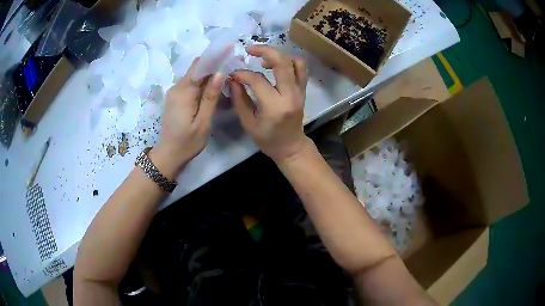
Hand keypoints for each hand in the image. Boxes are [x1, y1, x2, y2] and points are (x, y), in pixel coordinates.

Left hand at [152, 58, 224, 177]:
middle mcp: (177, 88)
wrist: (169, 154)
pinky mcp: (176, 98)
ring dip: (210, 72)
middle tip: (233, 62)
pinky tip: (214, 86)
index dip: (215, 55)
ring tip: (228, 72)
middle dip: (214, 63)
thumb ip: (210, 97)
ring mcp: (175, 92)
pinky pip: (191, 84)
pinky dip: (203, 82)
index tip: (229, 48)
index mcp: (183, 92)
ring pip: (194, 76)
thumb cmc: (188, 142)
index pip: (200, 66)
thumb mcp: (203, 121)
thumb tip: (220, 73)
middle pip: (197, 69)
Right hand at [230, 46, 310, 161]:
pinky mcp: (303, 90)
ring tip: (264, 60)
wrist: (290, 146)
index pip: (257, 80)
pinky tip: (277, 65)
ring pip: (294, 61)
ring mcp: (300, 91)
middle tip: (249, 50)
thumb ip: (239, 99)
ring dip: (278, 55)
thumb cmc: (267, 139)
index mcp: (274, 106)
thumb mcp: (248, 122)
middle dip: (264, 51)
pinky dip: (289, 61)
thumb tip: (233, 79)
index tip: (233, 74)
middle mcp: (290, 95)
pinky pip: (301, 68)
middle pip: (282, 62)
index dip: (242, 73)